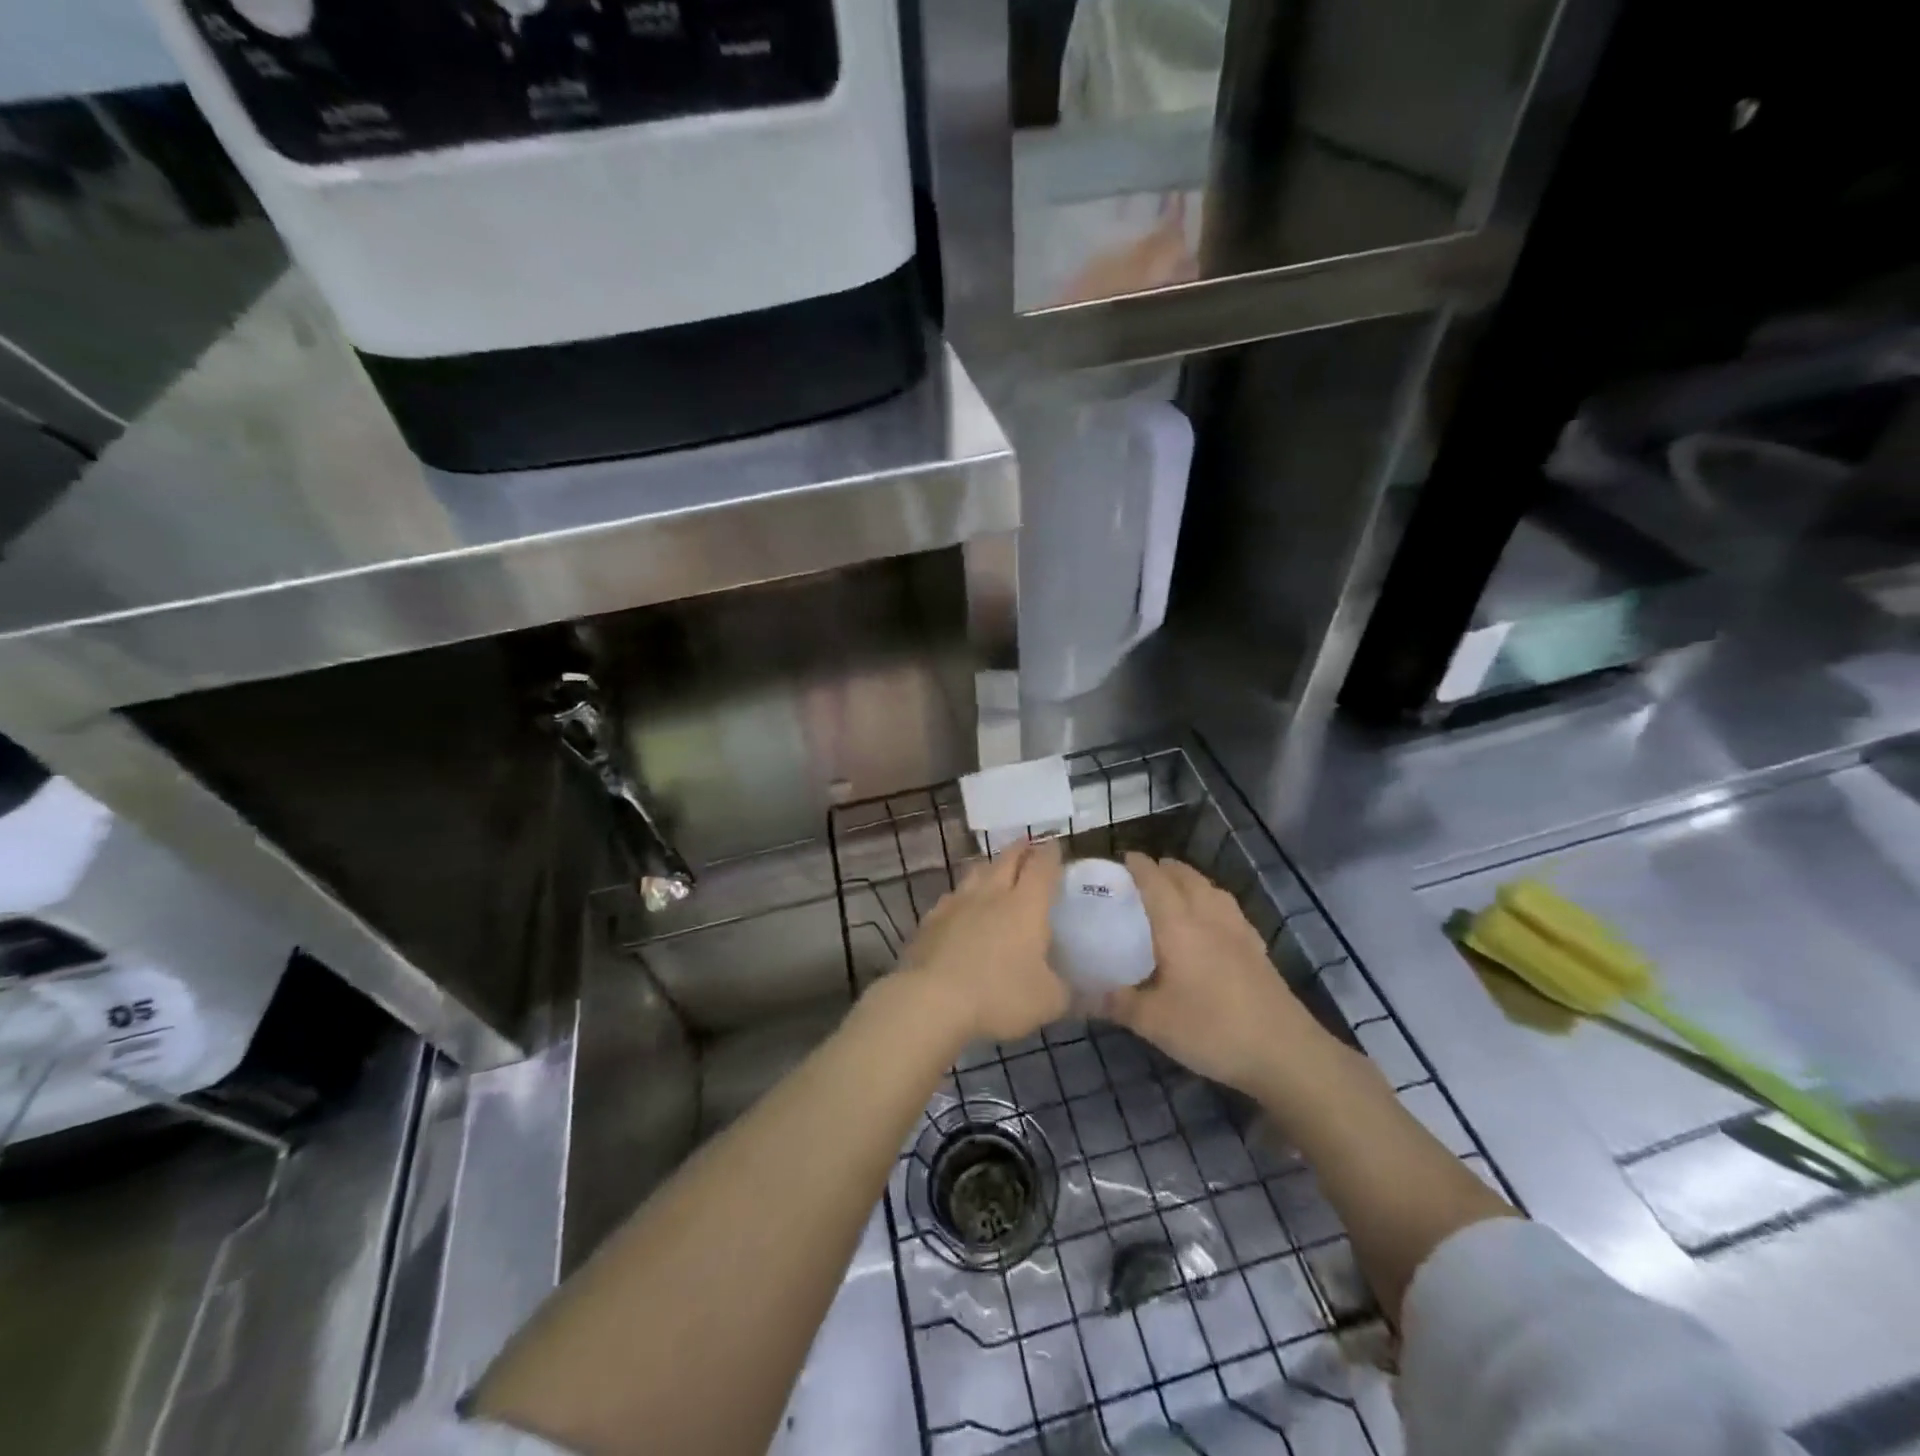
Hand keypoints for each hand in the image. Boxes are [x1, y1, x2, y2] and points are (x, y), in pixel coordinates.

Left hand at [899, 839, 1069, 1044]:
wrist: (930, 1000)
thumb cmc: (998, 995)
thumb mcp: (1048, 1002)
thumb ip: (1065, 991)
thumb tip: (1074, 988)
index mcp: (1026, 905)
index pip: (1042, 867)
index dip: (1051, 854)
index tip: (1056, 846)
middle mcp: (991, 894)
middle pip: (1007, 860)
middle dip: (1021, 849)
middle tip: (1028, 844)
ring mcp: (956, 904)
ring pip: (975, 873)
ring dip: (989, 867)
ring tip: (994, 869)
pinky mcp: (930, 920)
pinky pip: (951, 898)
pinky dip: (962, 897)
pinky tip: (960, 907)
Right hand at [1104, 854, 1337, 1100]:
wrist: (1285, 1052)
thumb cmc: (1212, 1030)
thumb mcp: (1153, 1022)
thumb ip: (1116, 1003)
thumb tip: (1080, 995)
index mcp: (1179, 925)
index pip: (1154, 881)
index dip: (1137, 866)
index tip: (1120, 859)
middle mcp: (1208, 916)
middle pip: (1185, 877)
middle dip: (1163, 868)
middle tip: (1141, 875)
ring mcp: (1238, 930)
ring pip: (1210, 889)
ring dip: (1189, 880)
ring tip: (1174, 889)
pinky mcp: (1257, 948)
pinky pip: (1228, 908)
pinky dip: (1211, 901)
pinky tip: (1210, 921)